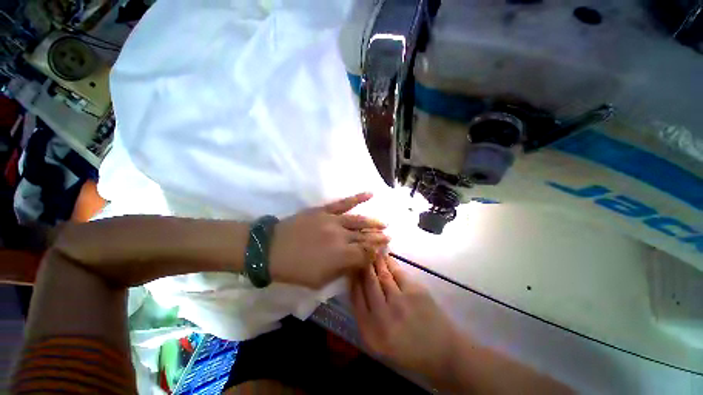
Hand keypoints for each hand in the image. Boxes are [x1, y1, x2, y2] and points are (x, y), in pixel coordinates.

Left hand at [269, 193, 389, 288]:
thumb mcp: (319, 281)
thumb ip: (341, 272)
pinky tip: (370, 193)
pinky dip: (358, 197)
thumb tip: (356, 263)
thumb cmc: (295, 270)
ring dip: (374, 222)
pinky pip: (344, 203)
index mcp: (341, 256)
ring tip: (384, 223)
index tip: (382, 251)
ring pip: (359, 220)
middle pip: (365, 237)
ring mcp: (333, 221)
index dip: (375, 252)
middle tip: (389, 237)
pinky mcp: (325, 210)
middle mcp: (341, 237)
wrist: (271, 249)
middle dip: (379, 238)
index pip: (366, 253)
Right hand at [350, 254, 458, 380]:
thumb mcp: (378, 342)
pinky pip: (397, 272)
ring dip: (376, 261)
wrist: (441, 352)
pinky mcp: (415, 291)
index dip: (353, 280)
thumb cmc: (407, 349)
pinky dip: (390, 263)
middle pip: (368, 283)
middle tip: (361, 255)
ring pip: (382, 275)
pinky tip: (386, 257)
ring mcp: (400, 302)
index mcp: (371, 332)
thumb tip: (358, 286)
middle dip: (363, 266)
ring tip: (372, 252)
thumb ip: (365, 316)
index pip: (356, 298)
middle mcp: (383, 316)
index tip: (353, 269)